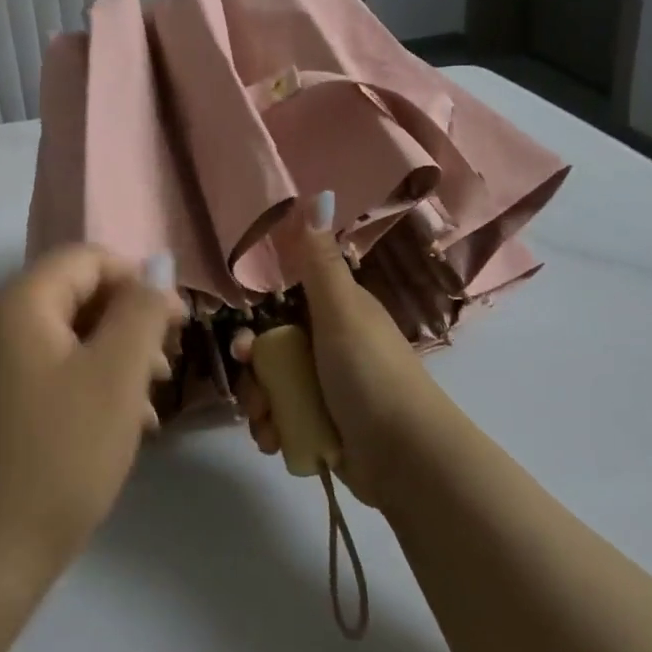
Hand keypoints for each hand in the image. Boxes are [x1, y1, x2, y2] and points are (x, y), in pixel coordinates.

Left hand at [0, 245, 182, 606]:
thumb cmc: (56, 458)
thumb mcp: (115, 377)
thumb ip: (141, 310)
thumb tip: (156, 265)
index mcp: (13, 302)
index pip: (87, 259)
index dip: (139, 282)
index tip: (178, 326)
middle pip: (71, 295)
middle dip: (126, 325)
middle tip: (164, 371)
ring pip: (57, 337)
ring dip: (107, 359)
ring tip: (146, 407)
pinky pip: (36, 370)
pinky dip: (77, 384)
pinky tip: (108, 427)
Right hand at [233, 193, 444, 507]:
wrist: (406, 458)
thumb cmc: (370, 375)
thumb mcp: (341, 312)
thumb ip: (319, 261)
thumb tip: (316, 193)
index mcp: (335, 315)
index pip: (279, 311)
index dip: (256, 328)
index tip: (245, 348)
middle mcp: (329, 348)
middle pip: (270, 353)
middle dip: (254, 376)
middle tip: (254, 396)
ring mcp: (327, 389)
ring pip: (272, 388)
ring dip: (260, 408)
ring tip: (267, 427)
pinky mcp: (324, 426)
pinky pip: (283, 420)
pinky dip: (274, 431)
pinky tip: (275, 443)